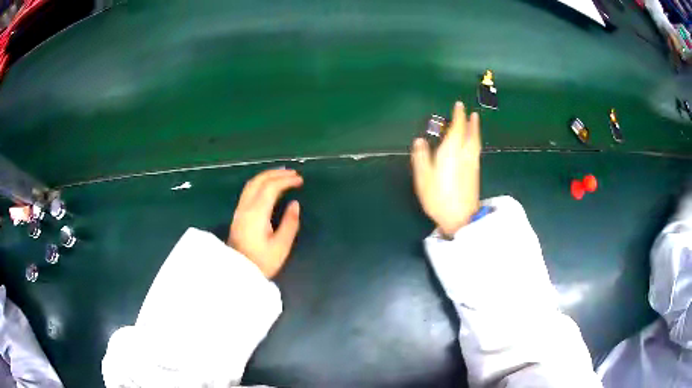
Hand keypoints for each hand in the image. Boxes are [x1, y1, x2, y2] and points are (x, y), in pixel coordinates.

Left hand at [228, 169, 302, 277]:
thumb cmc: (262, 262)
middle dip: (276, 174)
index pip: (271, 188)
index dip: (286, 180)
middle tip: (293, 173)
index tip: (300, 180)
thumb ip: (290, 223)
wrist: (238, 272)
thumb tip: (295, 204)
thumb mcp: (281, 246)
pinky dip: (261, 183)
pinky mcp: (238, 215)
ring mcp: (240, 210)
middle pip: (259, 181)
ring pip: (251, 184)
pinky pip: (249, 190)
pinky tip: (268, 186)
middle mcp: (246, 207)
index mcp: (257, 213)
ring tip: (282, 175)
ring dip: (267, 176)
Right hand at [411, 101, 481, 236]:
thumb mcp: (424, 177)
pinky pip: (476, 151)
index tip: (460, 105)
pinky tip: (473, 145)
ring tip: (475, 124)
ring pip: (476, 143)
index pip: (457, 128)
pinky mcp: (475, 174)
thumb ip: (421, 157)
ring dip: (476, 131)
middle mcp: (465, 154)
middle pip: (471, 134)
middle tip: (473, 113)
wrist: (461, 217)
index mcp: (451, 151)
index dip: (459, 116)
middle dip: (472, 122)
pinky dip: (475, 142)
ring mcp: (472, 164)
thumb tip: (419, 140)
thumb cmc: (439, 196)